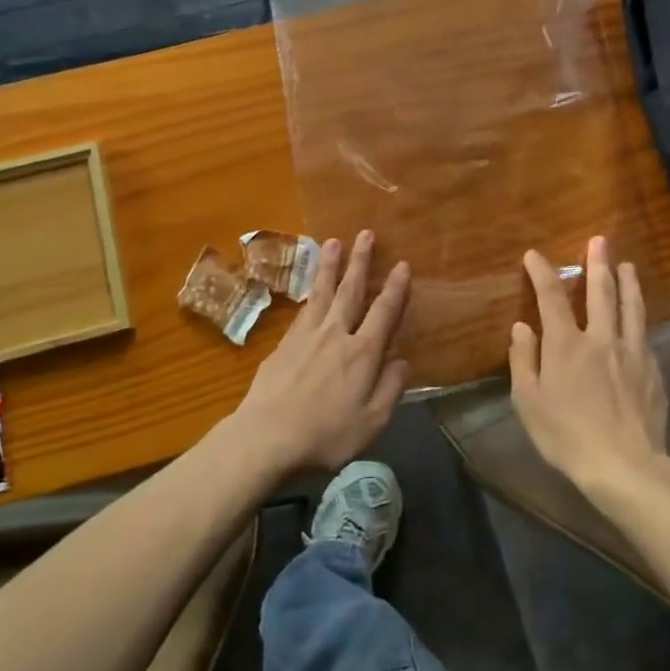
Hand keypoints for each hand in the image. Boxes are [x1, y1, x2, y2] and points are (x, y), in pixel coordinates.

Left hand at [230, 231, 410, 475]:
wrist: (267, 437)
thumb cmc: (326, 436)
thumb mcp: (372, 422)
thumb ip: (390, 388)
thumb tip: (402, 360)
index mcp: (362, 354)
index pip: (383, 313)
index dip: (395, 289)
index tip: (402, 265)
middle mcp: (335, 335)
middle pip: (350, 291)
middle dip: (360, 261)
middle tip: (365, 233)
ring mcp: (306, 336)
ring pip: (322, 292)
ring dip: (330, 266)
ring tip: (333, 242)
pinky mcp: (283, 344)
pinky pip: (303, 309)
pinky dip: (310, 292)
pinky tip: (312, 287)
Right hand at [510, 236, 669, 495]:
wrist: (625, 467)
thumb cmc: (566, 436)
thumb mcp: (529, 402)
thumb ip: (523, 361)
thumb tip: (522, 327)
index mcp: (566, 345)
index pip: (551, 296)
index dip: (542, 272)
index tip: (534, 255)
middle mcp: (601, 339)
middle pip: (601, 292)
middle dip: (598, 263)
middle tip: (600, 240)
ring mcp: (632, 353)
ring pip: (631, 308)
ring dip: (628, 283)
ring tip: (628, 265)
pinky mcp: (653, 372)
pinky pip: (645, 336)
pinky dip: (640, 319)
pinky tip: (640, 319)